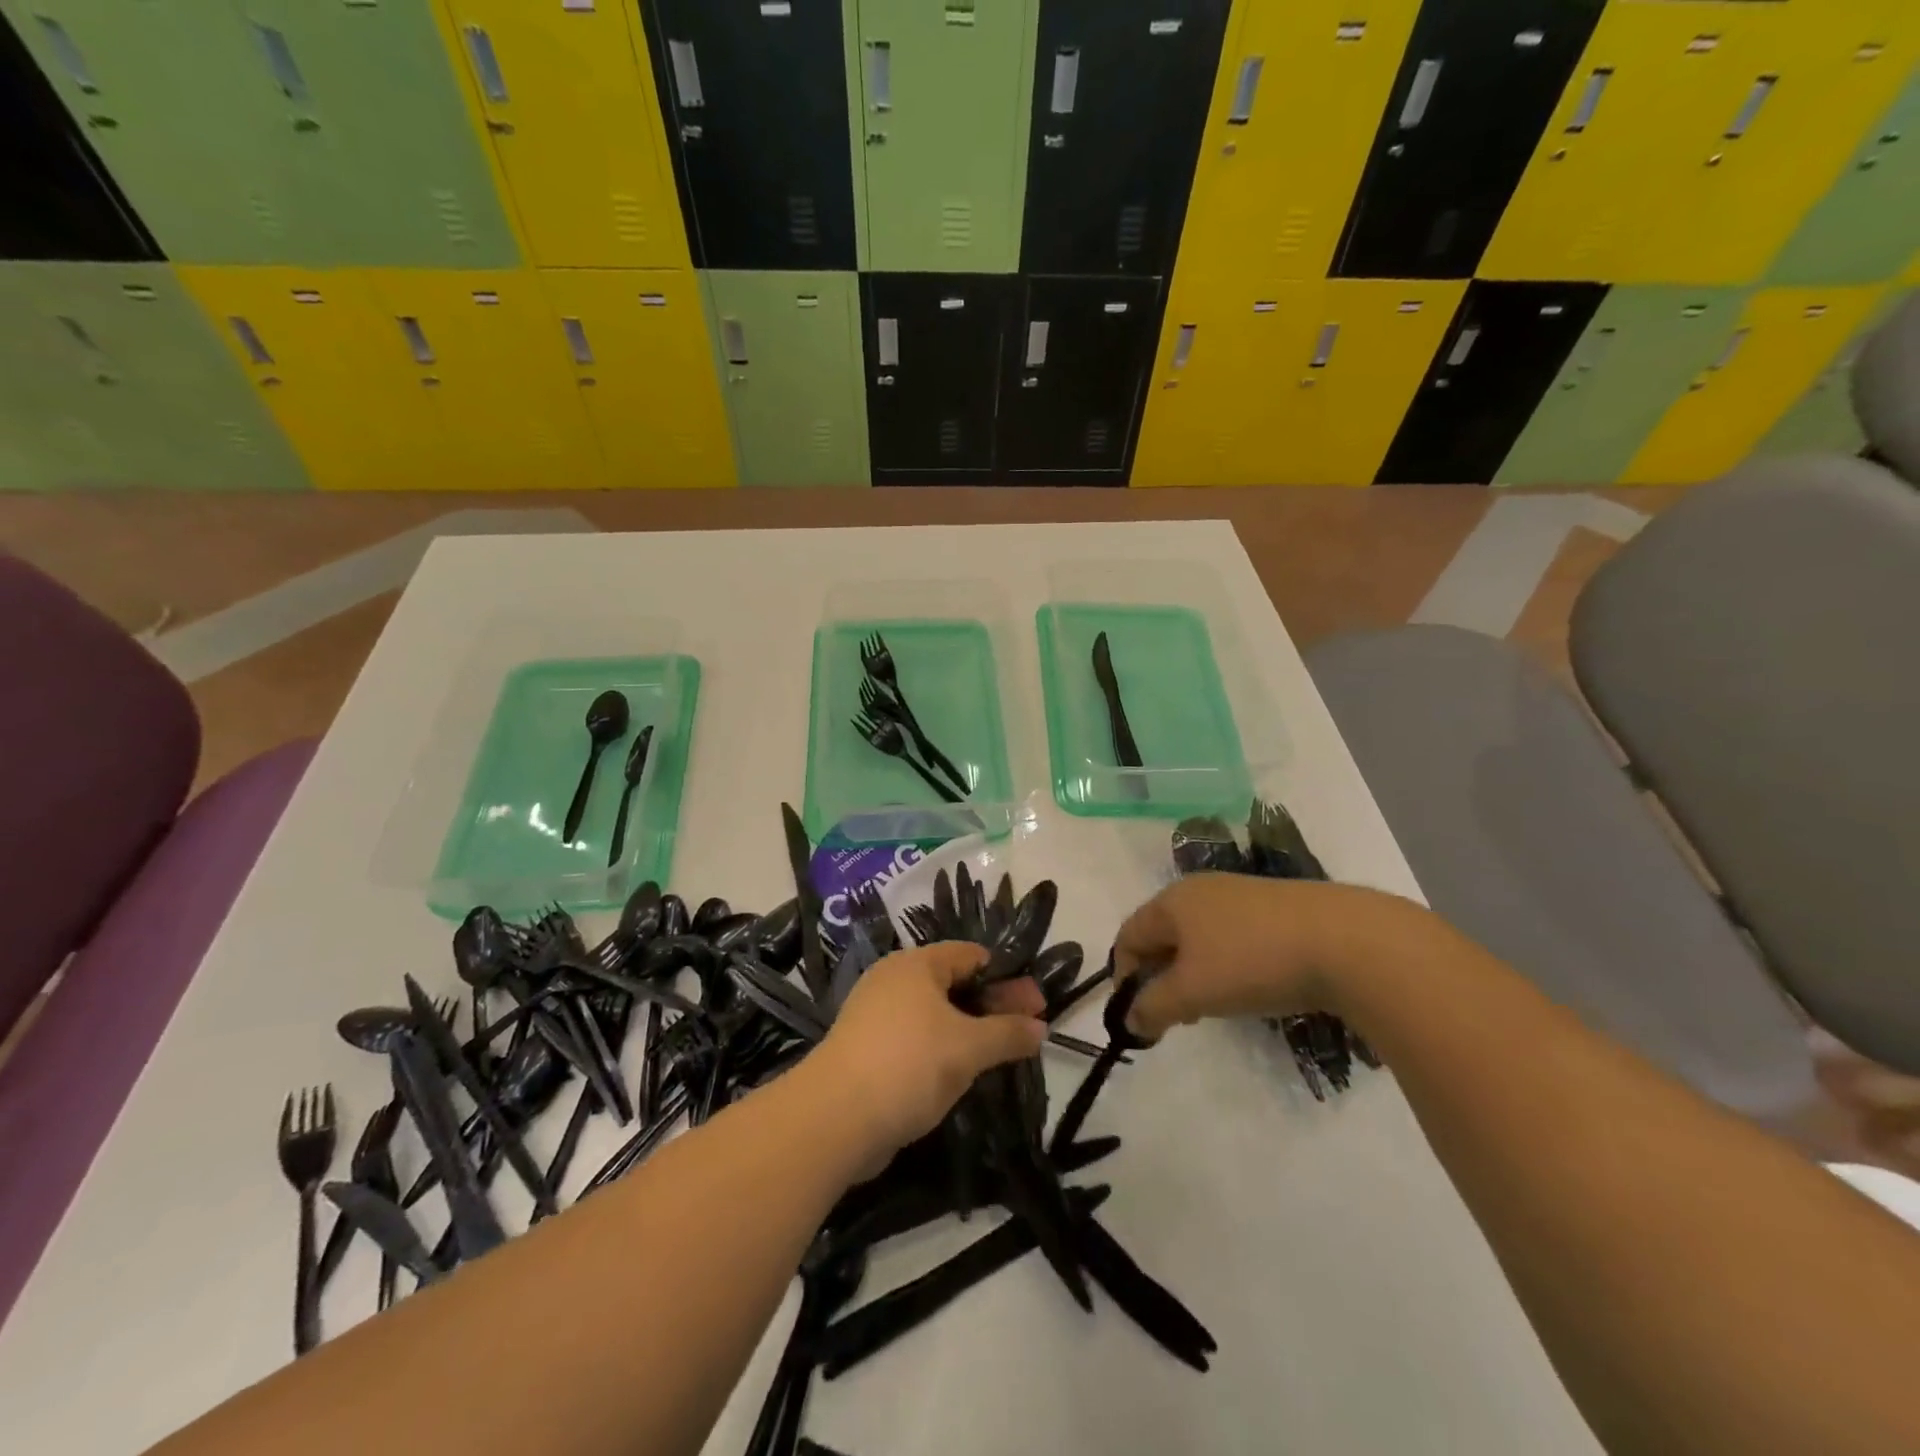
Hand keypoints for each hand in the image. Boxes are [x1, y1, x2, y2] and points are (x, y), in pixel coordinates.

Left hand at [813, 943, 1047, 1163]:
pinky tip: (960, 1071)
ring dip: (969, 1029)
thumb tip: (1041, 1026)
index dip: (1006, 975)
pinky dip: (941, 1048)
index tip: (1035, 1002)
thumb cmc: (909, 1065)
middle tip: (1029, 1027)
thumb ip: (1008, 1033)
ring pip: (934, 1014)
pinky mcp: (866, 1049)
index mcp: (916, 964)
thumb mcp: (968, 1048)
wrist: (835, 1118)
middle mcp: (894, 979)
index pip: (970, 955)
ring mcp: (876, 1014)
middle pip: (954, 983)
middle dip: (992, 1004)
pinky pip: (915, 1038)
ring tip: (1000, 1052)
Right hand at [1114, 875, 1421, 1039]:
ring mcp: (1240, 894)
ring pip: (1198, 937)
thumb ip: (1153, 1006)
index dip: (1123, 977)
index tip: (1138, 1015)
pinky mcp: (1274, 908)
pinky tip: (1250, 987)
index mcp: (1171, 900)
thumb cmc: (1252, 962)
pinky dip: (1225, 964)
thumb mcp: (1193, 992)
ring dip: (1193, 973)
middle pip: (1162, 934)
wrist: (1346, 941)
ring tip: (1213, 1007)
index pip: (1128, 936)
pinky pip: (1231, 937)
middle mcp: (1200, 889)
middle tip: (1175, 1015)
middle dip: (1160, 977)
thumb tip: (1130, 1020)